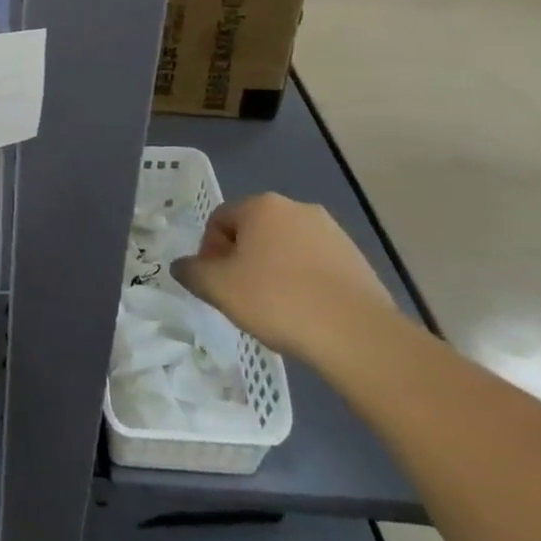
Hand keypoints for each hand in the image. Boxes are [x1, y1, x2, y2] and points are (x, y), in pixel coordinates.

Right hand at [171, 194, 396, 368]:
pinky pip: (315, 266)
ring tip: (274, 308)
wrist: (356, 334)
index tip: (215, 283)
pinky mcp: (358, 260)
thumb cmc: (276, 299)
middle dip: (242, 260)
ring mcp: (333, 233)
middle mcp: (298, 208)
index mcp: (262, 205)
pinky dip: (303, 282)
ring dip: (272, 271)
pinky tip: (303, 312)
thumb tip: (183, 266)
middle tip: (239, 295)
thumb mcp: (217, 287)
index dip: (209, 252)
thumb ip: (191, 271)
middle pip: (254, 232)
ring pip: (286, 249)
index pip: (219, 220)